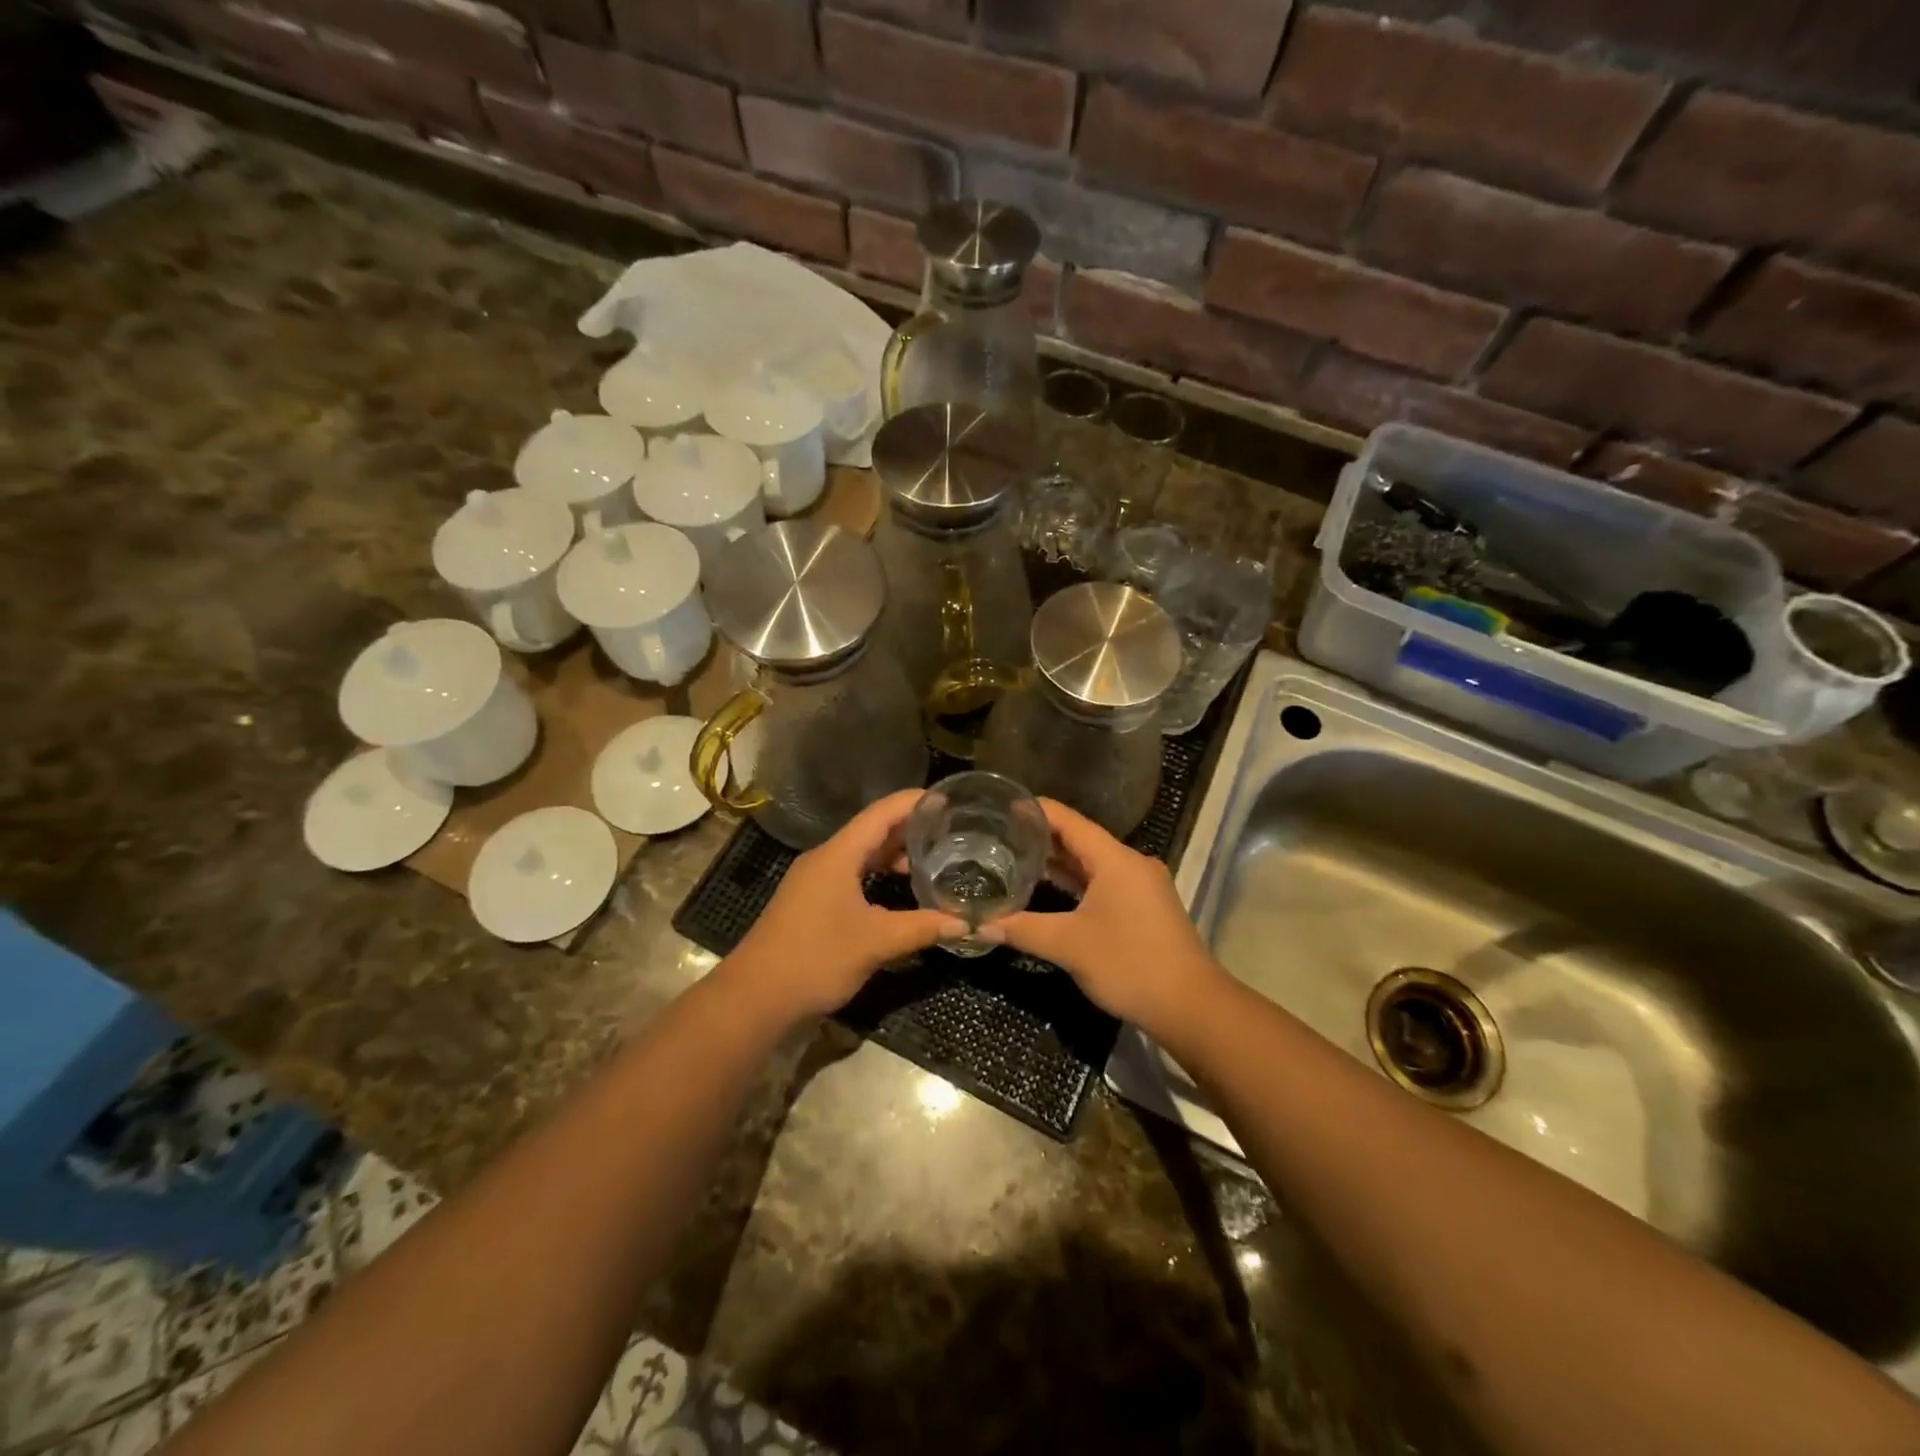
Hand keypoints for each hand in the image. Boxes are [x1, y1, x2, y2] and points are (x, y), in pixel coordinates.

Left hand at [728, 790, 964, 1020]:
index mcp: (838, 855)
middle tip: (950, 831)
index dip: (914, 802)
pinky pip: (852, 876)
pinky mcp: (812, 903)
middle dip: (910, 829)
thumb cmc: (815, 959)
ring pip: (861, 856)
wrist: (754, 998)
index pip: (881, 813)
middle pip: (872, 831)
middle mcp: (825, 860)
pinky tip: (901, 893)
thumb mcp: (876, 942)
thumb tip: (967, 924)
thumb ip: (923, 928)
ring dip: (894, 855)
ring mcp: (815, 882)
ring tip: (933, 860)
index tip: (948, 799)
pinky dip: (879, 876)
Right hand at [985, 799, 1217, 1032]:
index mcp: (1115, 859)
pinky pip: (1104, 882)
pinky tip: (1050, 889)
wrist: (1191, 1006)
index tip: (1001, 807)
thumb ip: (1022, 929)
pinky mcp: (1144, 907)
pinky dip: (1076, 882)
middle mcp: (1130, 863)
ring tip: (1016, 858)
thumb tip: (979, 925)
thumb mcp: (1068, 945)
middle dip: (1042, 837)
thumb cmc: (1129, 964)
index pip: (1068, 820)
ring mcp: (1141, 885)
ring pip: (1092, 863)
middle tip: (999, 835)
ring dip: (1059, 861)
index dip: (1034, 810)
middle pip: (1080, 839)